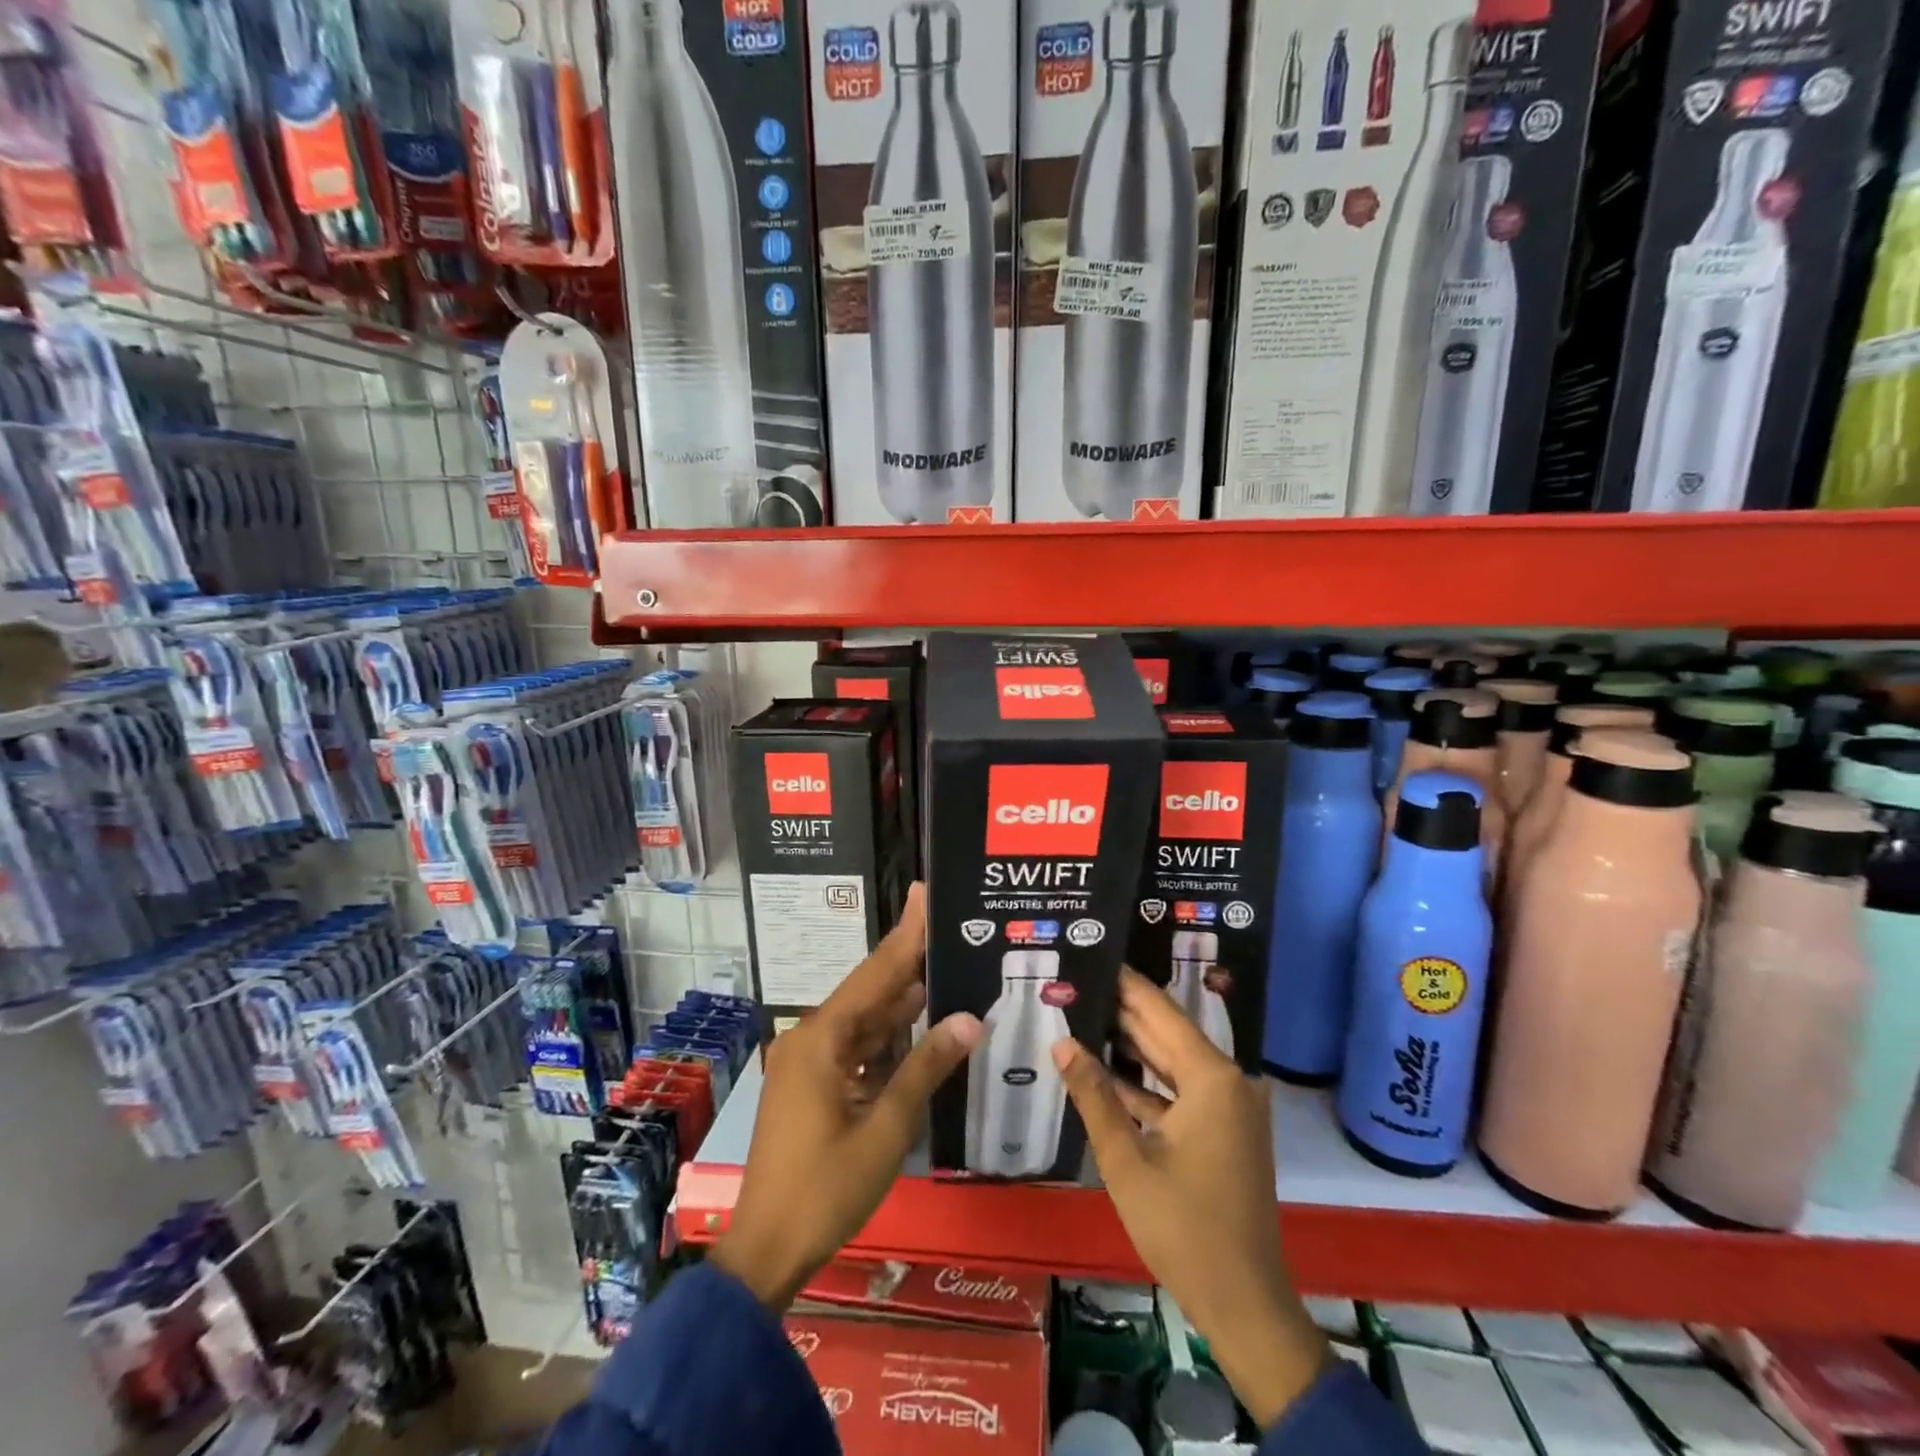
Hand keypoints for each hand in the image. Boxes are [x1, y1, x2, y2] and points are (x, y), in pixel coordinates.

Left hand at [713, 885, 981, 1312]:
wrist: (766, 1251)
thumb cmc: (825, 1190)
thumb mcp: (885, 1130)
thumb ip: (926, 1068)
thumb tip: (970, 1019)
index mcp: (822, 1039)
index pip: (875, 973)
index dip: (905, 934)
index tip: (924, 893)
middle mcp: (811, 1038)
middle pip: (869, 991)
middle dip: (909, 962)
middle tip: (949, 930)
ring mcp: (808, 1062)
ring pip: (864, 1021)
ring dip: (901, 1003)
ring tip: (945, 968)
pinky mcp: (811, 1085)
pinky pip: (855, 1048)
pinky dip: (886, 1039)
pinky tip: (918, 1025)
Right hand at [1053, 968, 1327, 1428]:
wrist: (1244, 1304)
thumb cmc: (1183, 1228)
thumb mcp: (1126, 1160)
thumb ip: (1094, 1095)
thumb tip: (1061, 1042)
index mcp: (1212, 1078)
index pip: (1160, 1011)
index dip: (1124, 984)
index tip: (1092, 957)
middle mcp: (1228, 1081)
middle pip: (1167, 1032)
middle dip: (1122, 1010)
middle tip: (1077, 983)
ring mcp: (1229, 1108)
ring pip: (1171, 1062)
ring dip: (1130, 1045)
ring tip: (1082, 1015)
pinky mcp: (1224, 1132)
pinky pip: (1179, 1091)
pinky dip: (1146, 1083)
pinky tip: (1105, 1070)